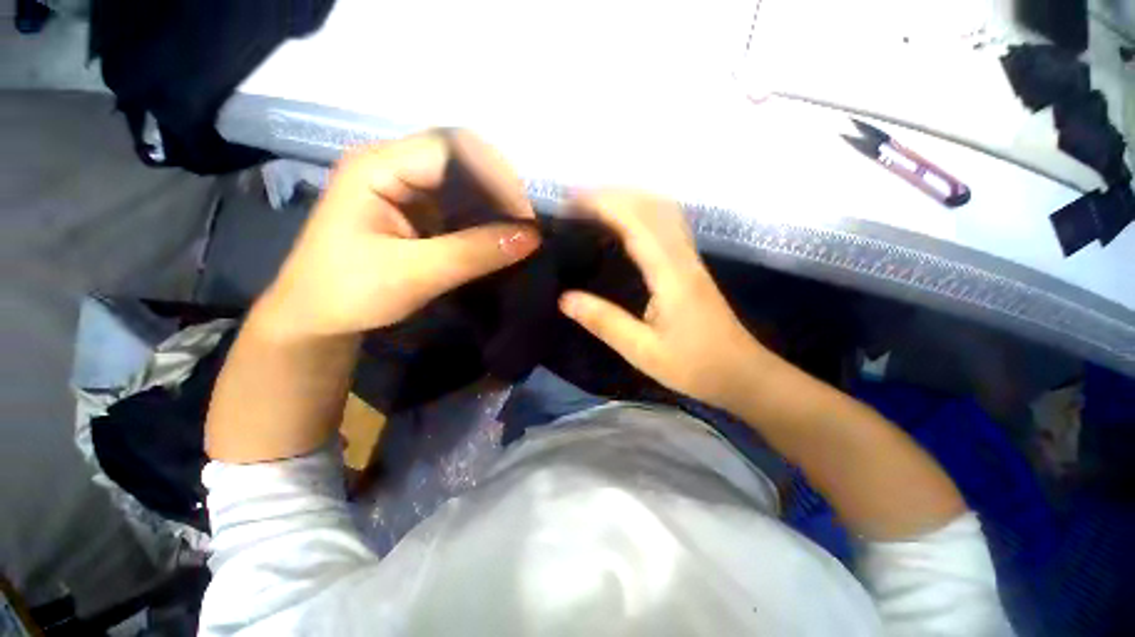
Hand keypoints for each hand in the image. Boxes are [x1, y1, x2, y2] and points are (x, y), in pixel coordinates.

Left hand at [254, 130, 540, 339]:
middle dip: (500, 190)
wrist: (316, 320)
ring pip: (465, 183)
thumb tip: (532, 237)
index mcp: (378, 166)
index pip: (452, 149)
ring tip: (521, 232)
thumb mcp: (414, 274)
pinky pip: (460, 206)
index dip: (495, 176)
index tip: (525, 217)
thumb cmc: (349, 293)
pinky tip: (500, 237)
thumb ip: (474, 253)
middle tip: (527, 226)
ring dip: (496, 206)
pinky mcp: (417, 212)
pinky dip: (485, 220)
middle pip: (462, 160)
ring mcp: (406, 189)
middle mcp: (394, 166)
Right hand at [558, 191, 772, 409]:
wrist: (741, 374)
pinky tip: (627, 224)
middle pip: (651, 206)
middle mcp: (683, 257)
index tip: (570, 203)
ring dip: (629, 199)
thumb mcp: (642, 350)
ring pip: (663, 210)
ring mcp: (691, 259)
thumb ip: (604, 322)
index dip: (603, 204)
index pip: (635, 222)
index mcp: (670, 273)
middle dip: (612, 194)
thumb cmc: (694, 365)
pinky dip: (642, 213)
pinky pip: (667, 225)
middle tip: (576, 202)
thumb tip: (565, 298)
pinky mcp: (692, 266)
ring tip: (595, 206)